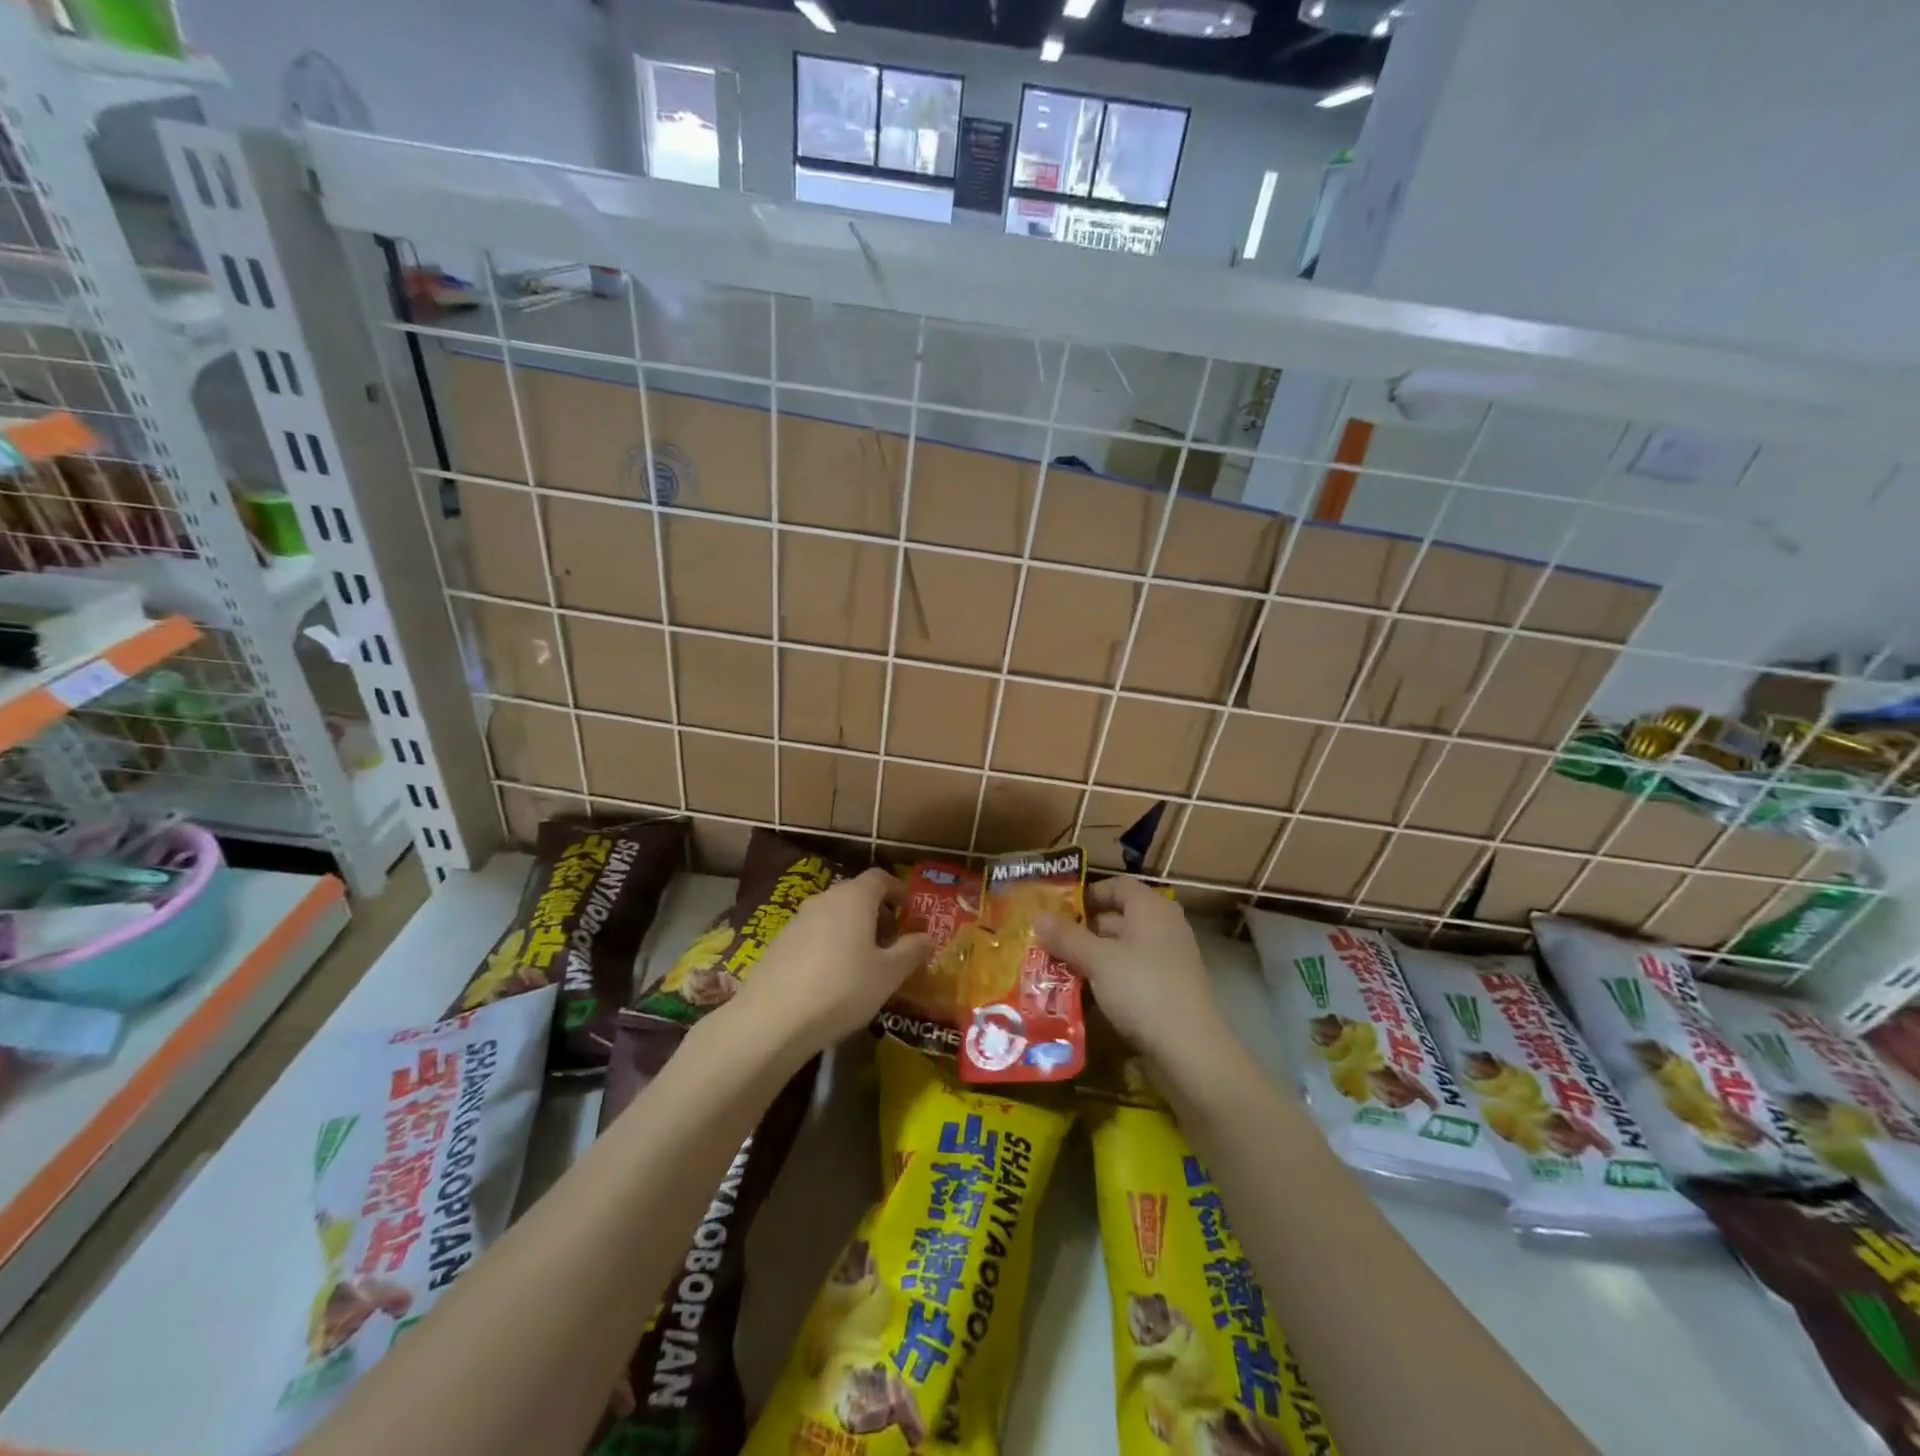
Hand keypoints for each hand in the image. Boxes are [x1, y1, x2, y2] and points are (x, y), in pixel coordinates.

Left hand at [721, 868, 930, 1062]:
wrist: (772, 1020)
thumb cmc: (842, 989)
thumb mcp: (888, 974)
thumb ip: (911, 951)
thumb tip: (926, 937)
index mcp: (854, 898)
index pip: (880, 878)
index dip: (898, 890)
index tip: (910, 911)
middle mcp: (824, 899)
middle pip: (856, 895)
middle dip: (877, 913)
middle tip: (891, 942)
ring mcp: (796, 920)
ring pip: (833, 915)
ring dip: (852, 930)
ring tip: (864, 963)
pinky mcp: (778, 944)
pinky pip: (813, 934)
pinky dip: (829, 945)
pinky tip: (832, 977)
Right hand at [1035, 877, 1226, 1064]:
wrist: (1188, 1049)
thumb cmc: (1142, 988)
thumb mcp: (1097, 960)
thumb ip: (1066, 936)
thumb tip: (1037, 916)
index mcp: (1151, 908)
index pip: (1116, 886)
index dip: (1087, 894)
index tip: (1057, 910)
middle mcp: (1163, 927)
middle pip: (1116, 918)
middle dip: (1081, 931)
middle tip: (1046, 943)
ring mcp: (1167, 960)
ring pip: (1120, 950)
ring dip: (1089, 958)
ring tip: (1055, 969)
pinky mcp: (1166, 989)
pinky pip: (1129, 974)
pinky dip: (1106, 979)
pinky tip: (1081, 995)